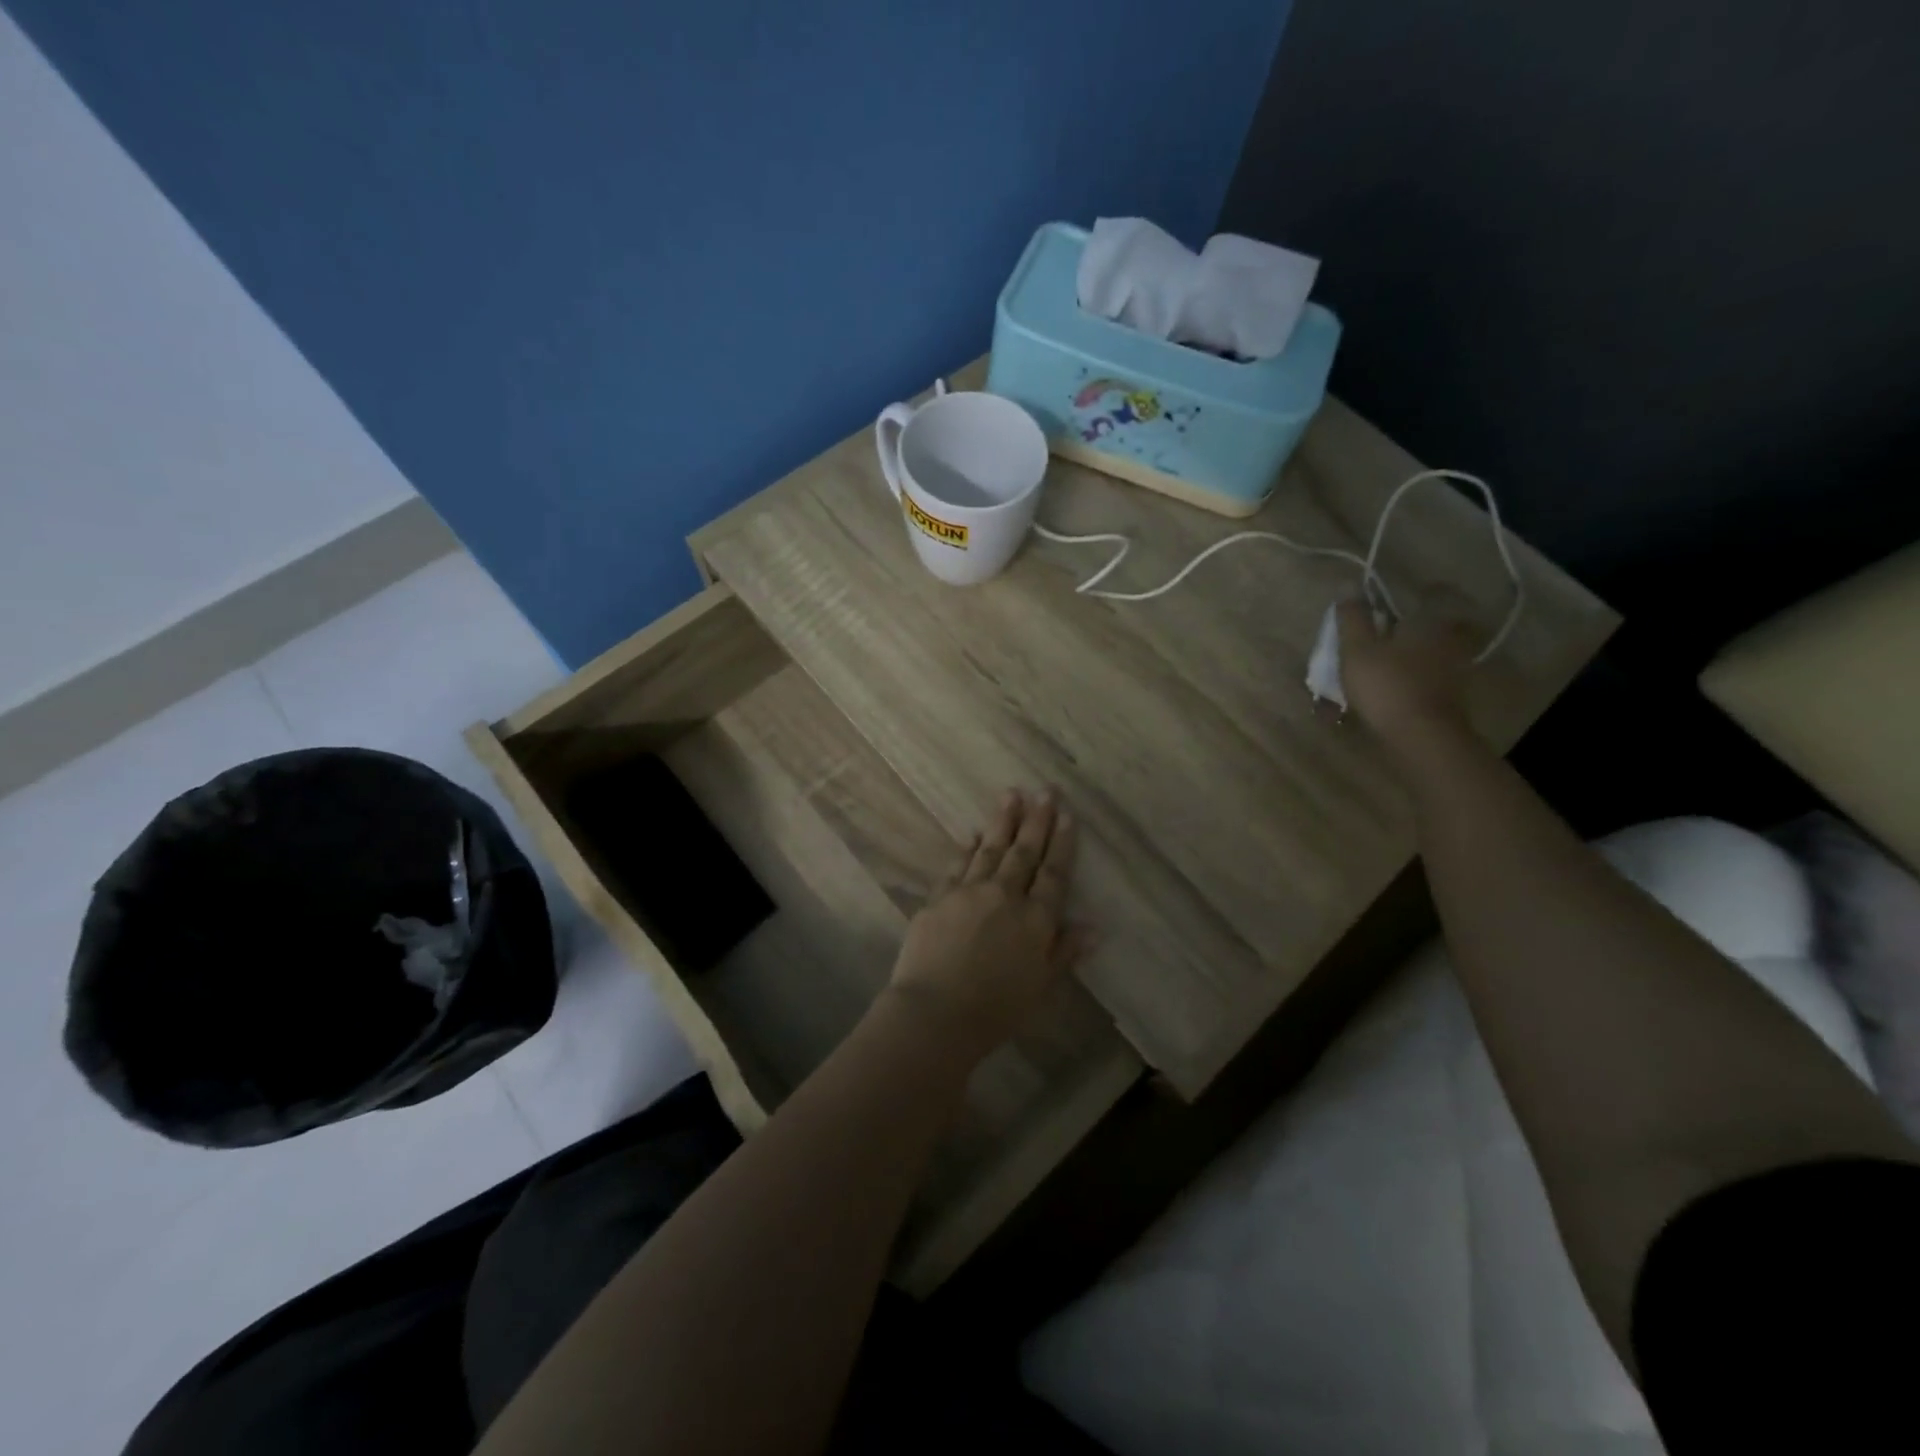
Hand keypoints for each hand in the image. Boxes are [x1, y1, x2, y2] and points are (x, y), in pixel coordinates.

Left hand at [883, 789, 1084, 1056]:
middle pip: (1025, 852)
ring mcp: (970, 892)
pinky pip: (958, 864)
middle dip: (1037, 820)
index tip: (1068, 816)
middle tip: (1045, 790)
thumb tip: (1094, 927)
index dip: (1062, 844)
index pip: (1054, 874)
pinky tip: (973, 833)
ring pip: (991, 849)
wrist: (936, 1012)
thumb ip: (1064, 952)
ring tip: (1011, 794)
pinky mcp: (940, 897)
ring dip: (1003, 821)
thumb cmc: (996, 1009)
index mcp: (1035, 920)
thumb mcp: (1040, 987)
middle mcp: (1005, 896)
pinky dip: (968, 847)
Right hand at [1335, 599, 1476, 753]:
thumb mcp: (1357, 649)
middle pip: (1438, 624)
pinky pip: (1435, 676)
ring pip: (1436, 652)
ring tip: (1392, 661)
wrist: (1421, 736)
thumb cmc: (1386, 684)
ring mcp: (1455, 669)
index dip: (1419, 593)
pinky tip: (1401, 686)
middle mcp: (1449, 639)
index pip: (1432, 595)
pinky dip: (1421, 677)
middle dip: (1418, 626)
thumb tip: (1347, 584)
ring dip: (1419, 653)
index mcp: (1429, 621)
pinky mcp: (1453, 696)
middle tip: (1395, 630)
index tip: (1398, 599)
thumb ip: (1353, 618)